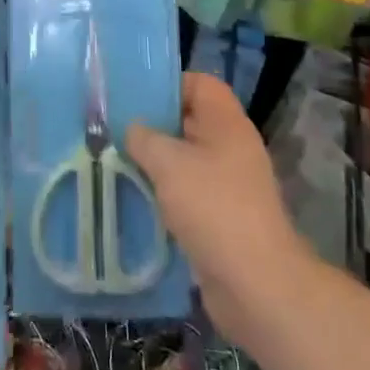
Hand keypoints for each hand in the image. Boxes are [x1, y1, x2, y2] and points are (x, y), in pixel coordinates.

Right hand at [126, 72, 309, 346]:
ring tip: (115, 163)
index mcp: (226, 123)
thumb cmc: (213, 208)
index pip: (199, 84)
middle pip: (188, 121)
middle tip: (113, 129)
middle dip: (152, 125)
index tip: (133, 96)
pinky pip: (187, 194)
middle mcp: (230, 147)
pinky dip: (163, 195)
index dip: (168, 84)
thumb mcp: (169, 163)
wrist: (256, 285)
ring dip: (154, 164)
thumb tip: (132, 129)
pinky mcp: (221, 218)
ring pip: (185, 160)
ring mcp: (228, 184)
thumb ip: (144, 138)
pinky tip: (134, 200)